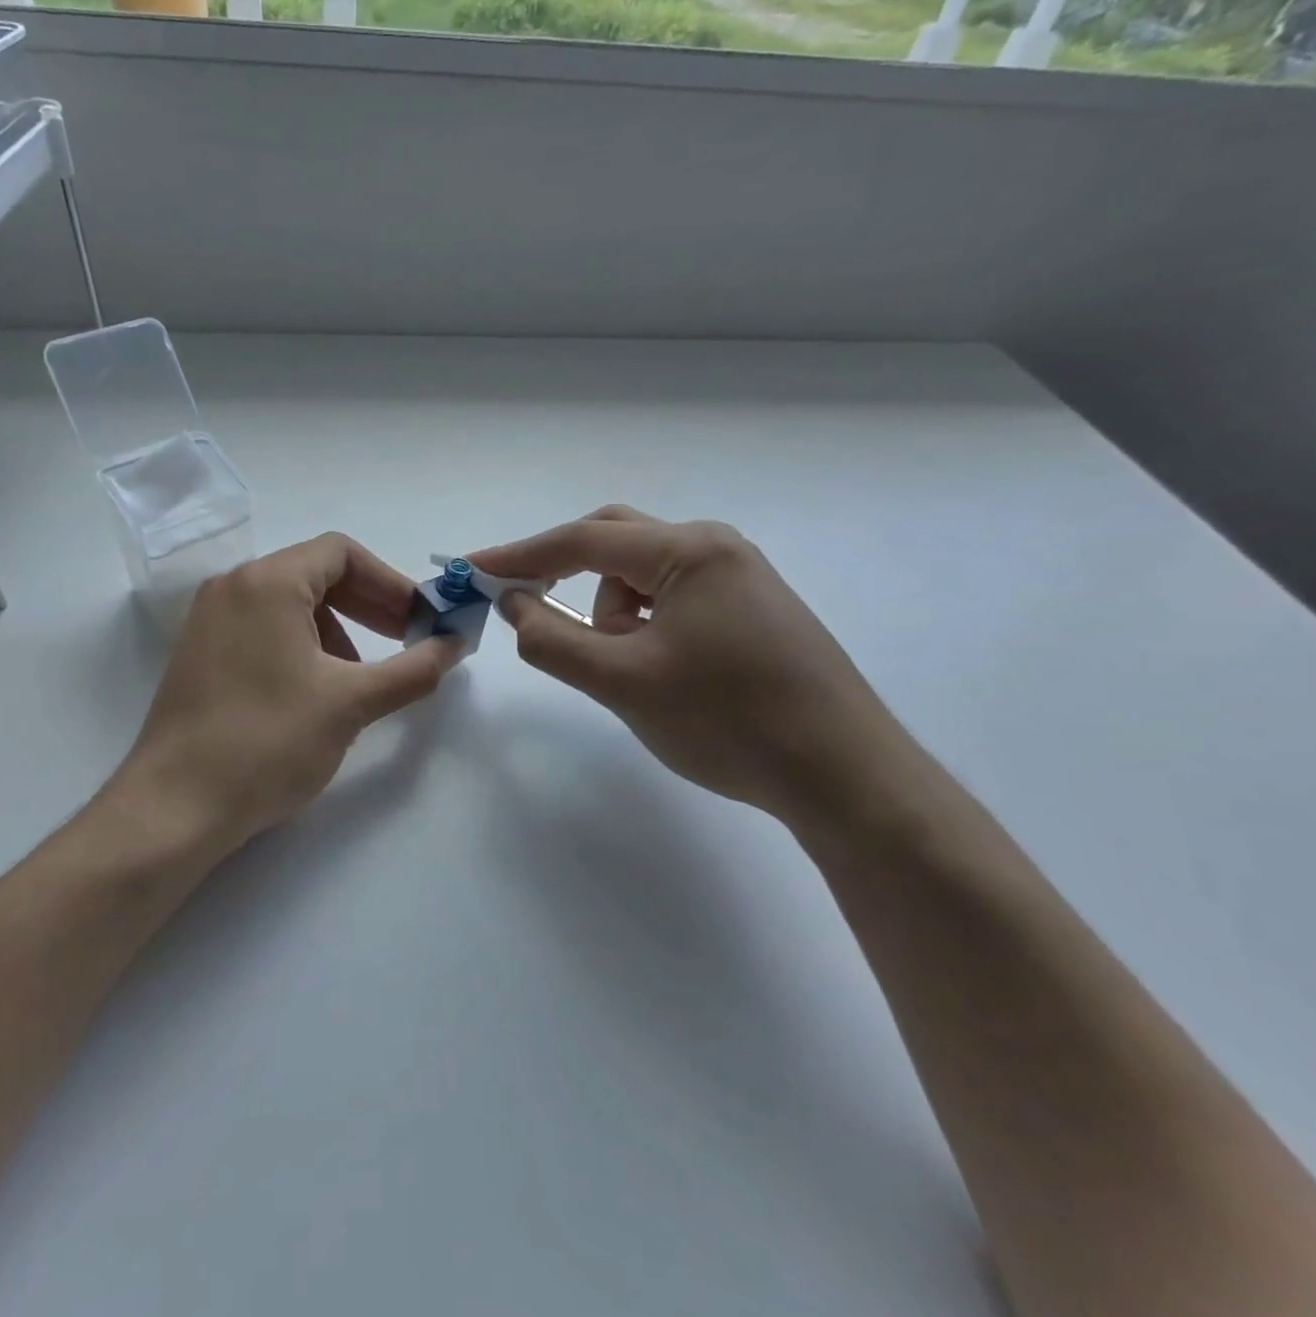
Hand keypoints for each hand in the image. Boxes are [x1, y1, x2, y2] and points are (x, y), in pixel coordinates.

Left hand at [112, 533, 461, 856]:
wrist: (175, 807)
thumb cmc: (268, 742)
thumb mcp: (350, 704)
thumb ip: (412, 669)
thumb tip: (455, 645)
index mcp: (267, 582)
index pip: (341, 553)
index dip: (390, 583)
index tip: (419, 621)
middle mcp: (232, 588)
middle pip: (314, 574)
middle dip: (368, 605)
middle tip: (405, 642)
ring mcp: (209, 621)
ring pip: (289, 604)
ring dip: (337, 629)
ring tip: (361, 677)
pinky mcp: (200, 654)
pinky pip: (262, 629)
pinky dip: (302, 645)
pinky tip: (317, 690)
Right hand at [470, 507, 917, 828]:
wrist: (844, 775)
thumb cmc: (728, 721)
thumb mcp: (622, 683)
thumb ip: (552, 639)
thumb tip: (512, 603)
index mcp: (688, 550)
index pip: (582, 540)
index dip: (519, 555)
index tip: (471, 567)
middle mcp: (715, 547)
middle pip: (614, 541)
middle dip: (564, 574)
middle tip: (524, 607)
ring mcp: (738, 576)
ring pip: (642, 576)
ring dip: (609, 612)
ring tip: (625, 671)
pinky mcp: (750, 609)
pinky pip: (671, 599)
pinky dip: (642, 625)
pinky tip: (658, 670)